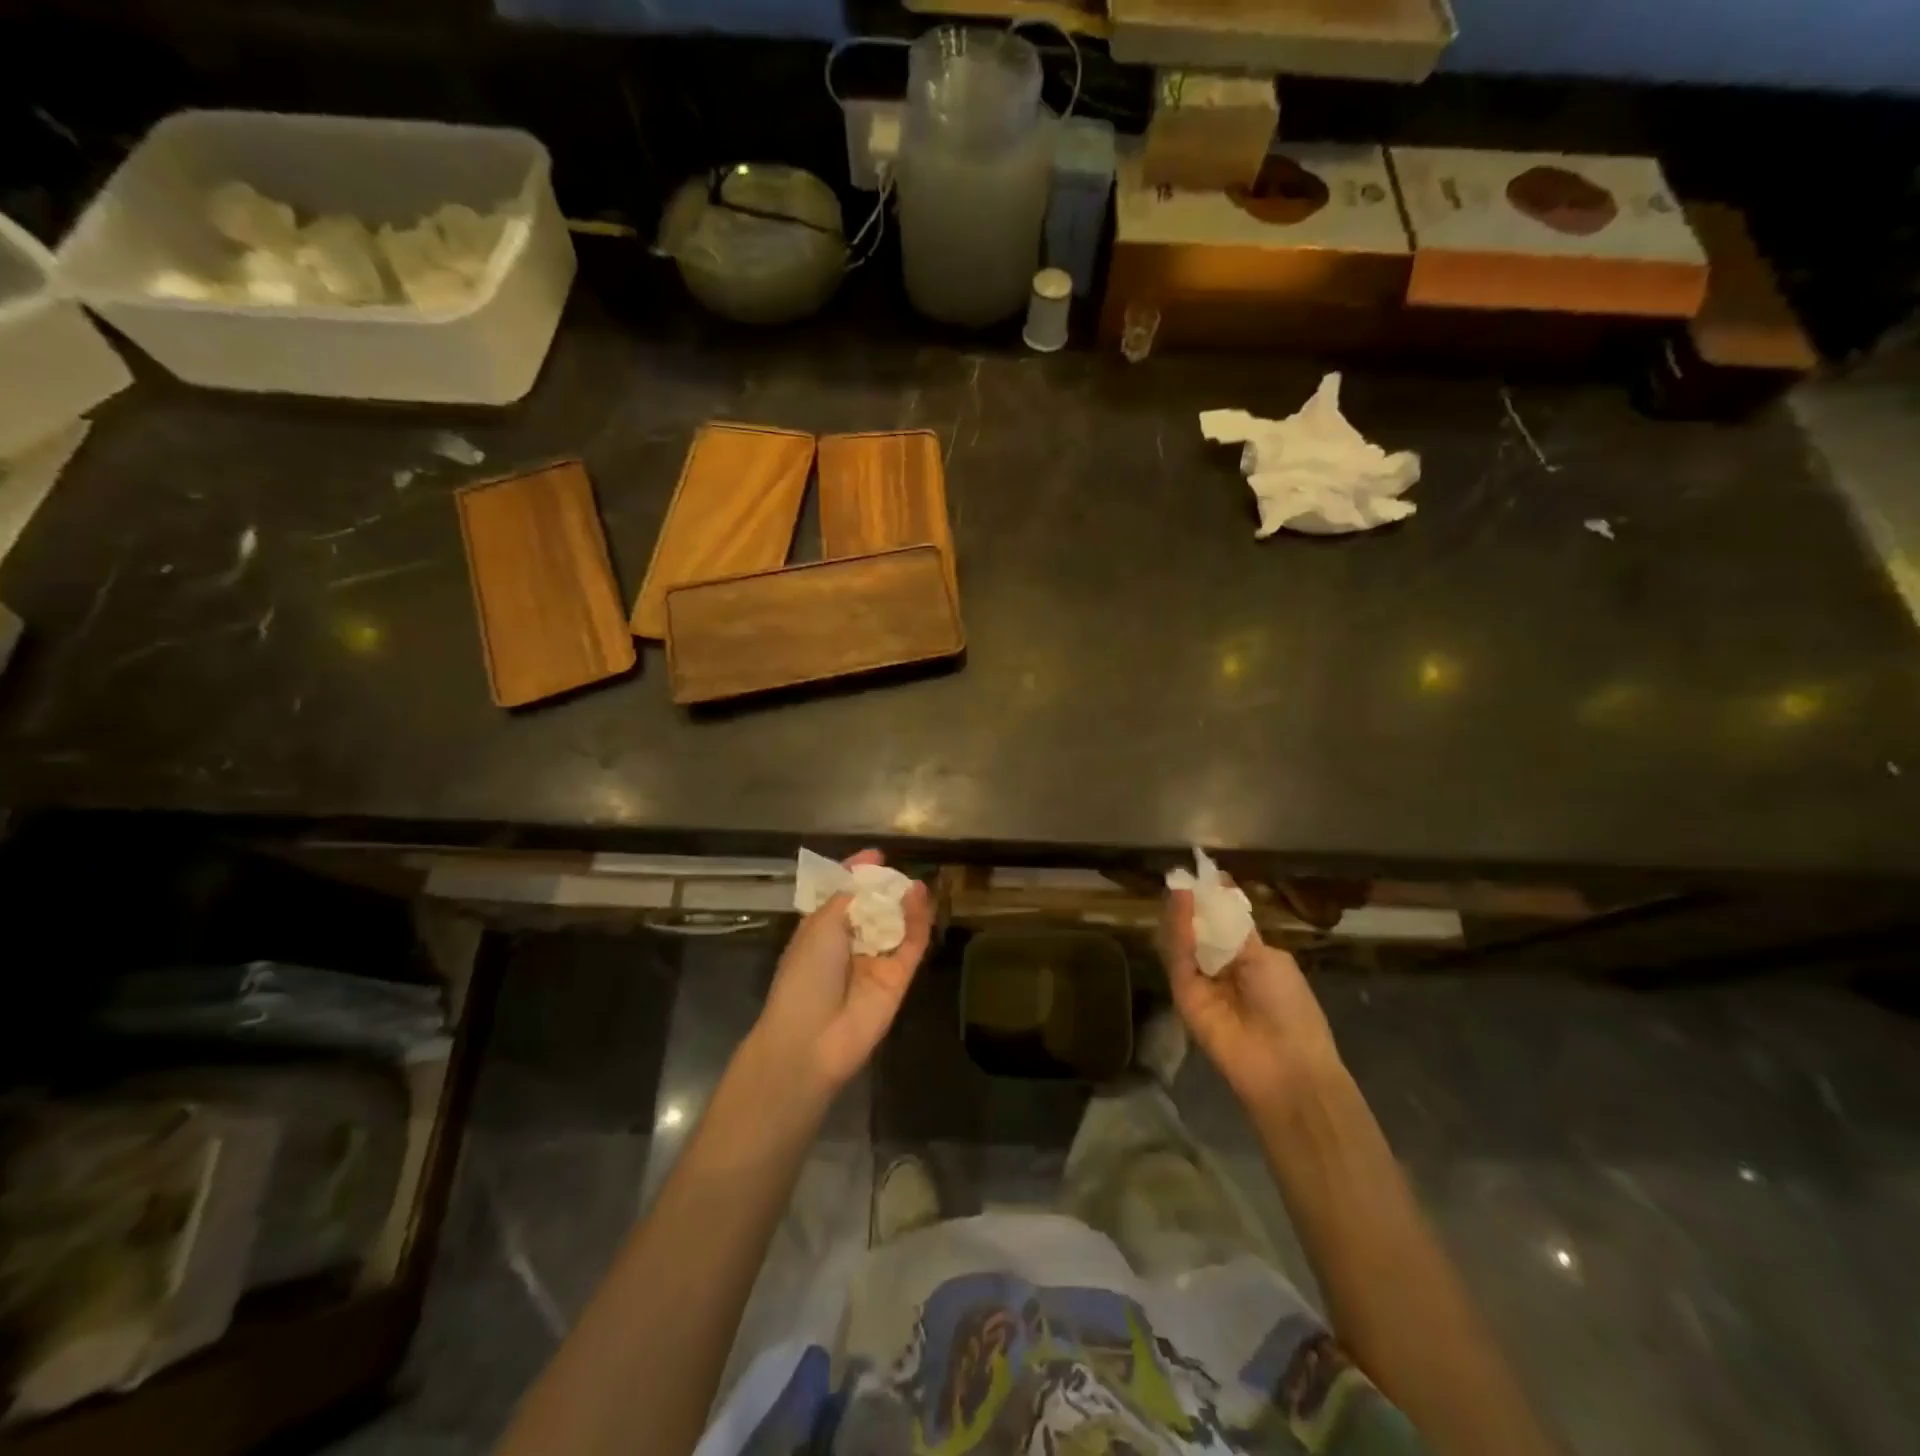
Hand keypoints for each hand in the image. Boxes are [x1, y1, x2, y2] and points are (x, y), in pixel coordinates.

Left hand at [751, 850, 932, 1092]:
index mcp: (821, 932)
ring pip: (896, 926)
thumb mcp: (819, 926)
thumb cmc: (804, 975)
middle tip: (898, 870)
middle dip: (884, 889)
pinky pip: (911, 945)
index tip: (875, 856)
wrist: (811, 1040)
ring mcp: (875, 963)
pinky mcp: (898, 979)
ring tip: (914, 881)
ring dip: (904, 903)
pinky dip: (918, 921)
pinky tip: (921, 896)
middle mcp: (849, 945)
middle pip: (873, 910)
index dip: (857, 876)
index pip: (842, 897)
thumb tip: (862, 873)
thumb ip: (846, 898)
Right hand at [1160, 888, 1341, 1107]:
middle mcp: (1222, 969)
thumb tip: (1222, 899)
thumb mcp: (1269, 960)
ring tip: (1182, 883)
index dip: (1217, 900)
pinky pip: (1178, 958)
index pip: (1225, 924)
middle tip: (1186, 875)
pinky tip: (1183, 903)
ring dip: (1183, 912)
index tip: (1208, 874)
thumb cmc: (1291, 1008)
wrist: (1285, 1064)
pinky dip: (1179, 930)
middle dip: (1195, 904)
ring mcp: (1201, 982)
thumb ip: (1236, 933)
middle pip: (1200, 931)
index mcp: (1250, 959)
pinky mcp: (1183, 994)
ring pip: (1184, 941)